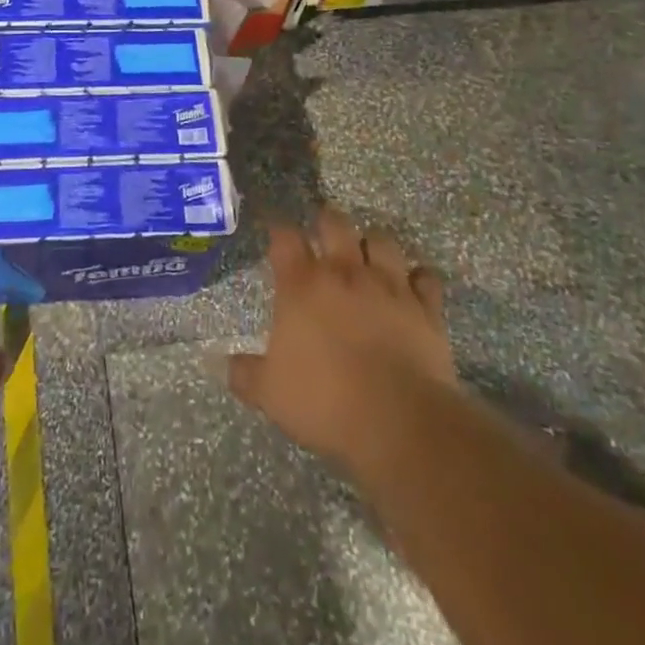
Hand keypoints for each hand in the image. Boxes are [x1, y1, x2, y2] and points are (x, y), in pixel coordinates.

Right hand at [228, 204, 457, 469]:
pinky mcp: (425, 307)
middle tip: (324, 232)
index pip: (284, 237)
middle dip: (327, 221)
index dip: (278, 229)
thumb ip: (244, 374)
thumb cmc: (325, 402)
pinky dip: (419, 277)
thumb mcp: (270, 394)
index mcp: (302, 285)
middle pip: (335, 223)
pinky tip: (413, 286)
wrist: (399, 423)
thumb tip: (217, 363)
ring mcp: (389, 285)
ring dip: (373, 244)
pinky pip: (426, 277)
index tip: (275, 231)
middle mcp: (345, 272)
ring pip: (382, 240)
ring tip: (368, 255)